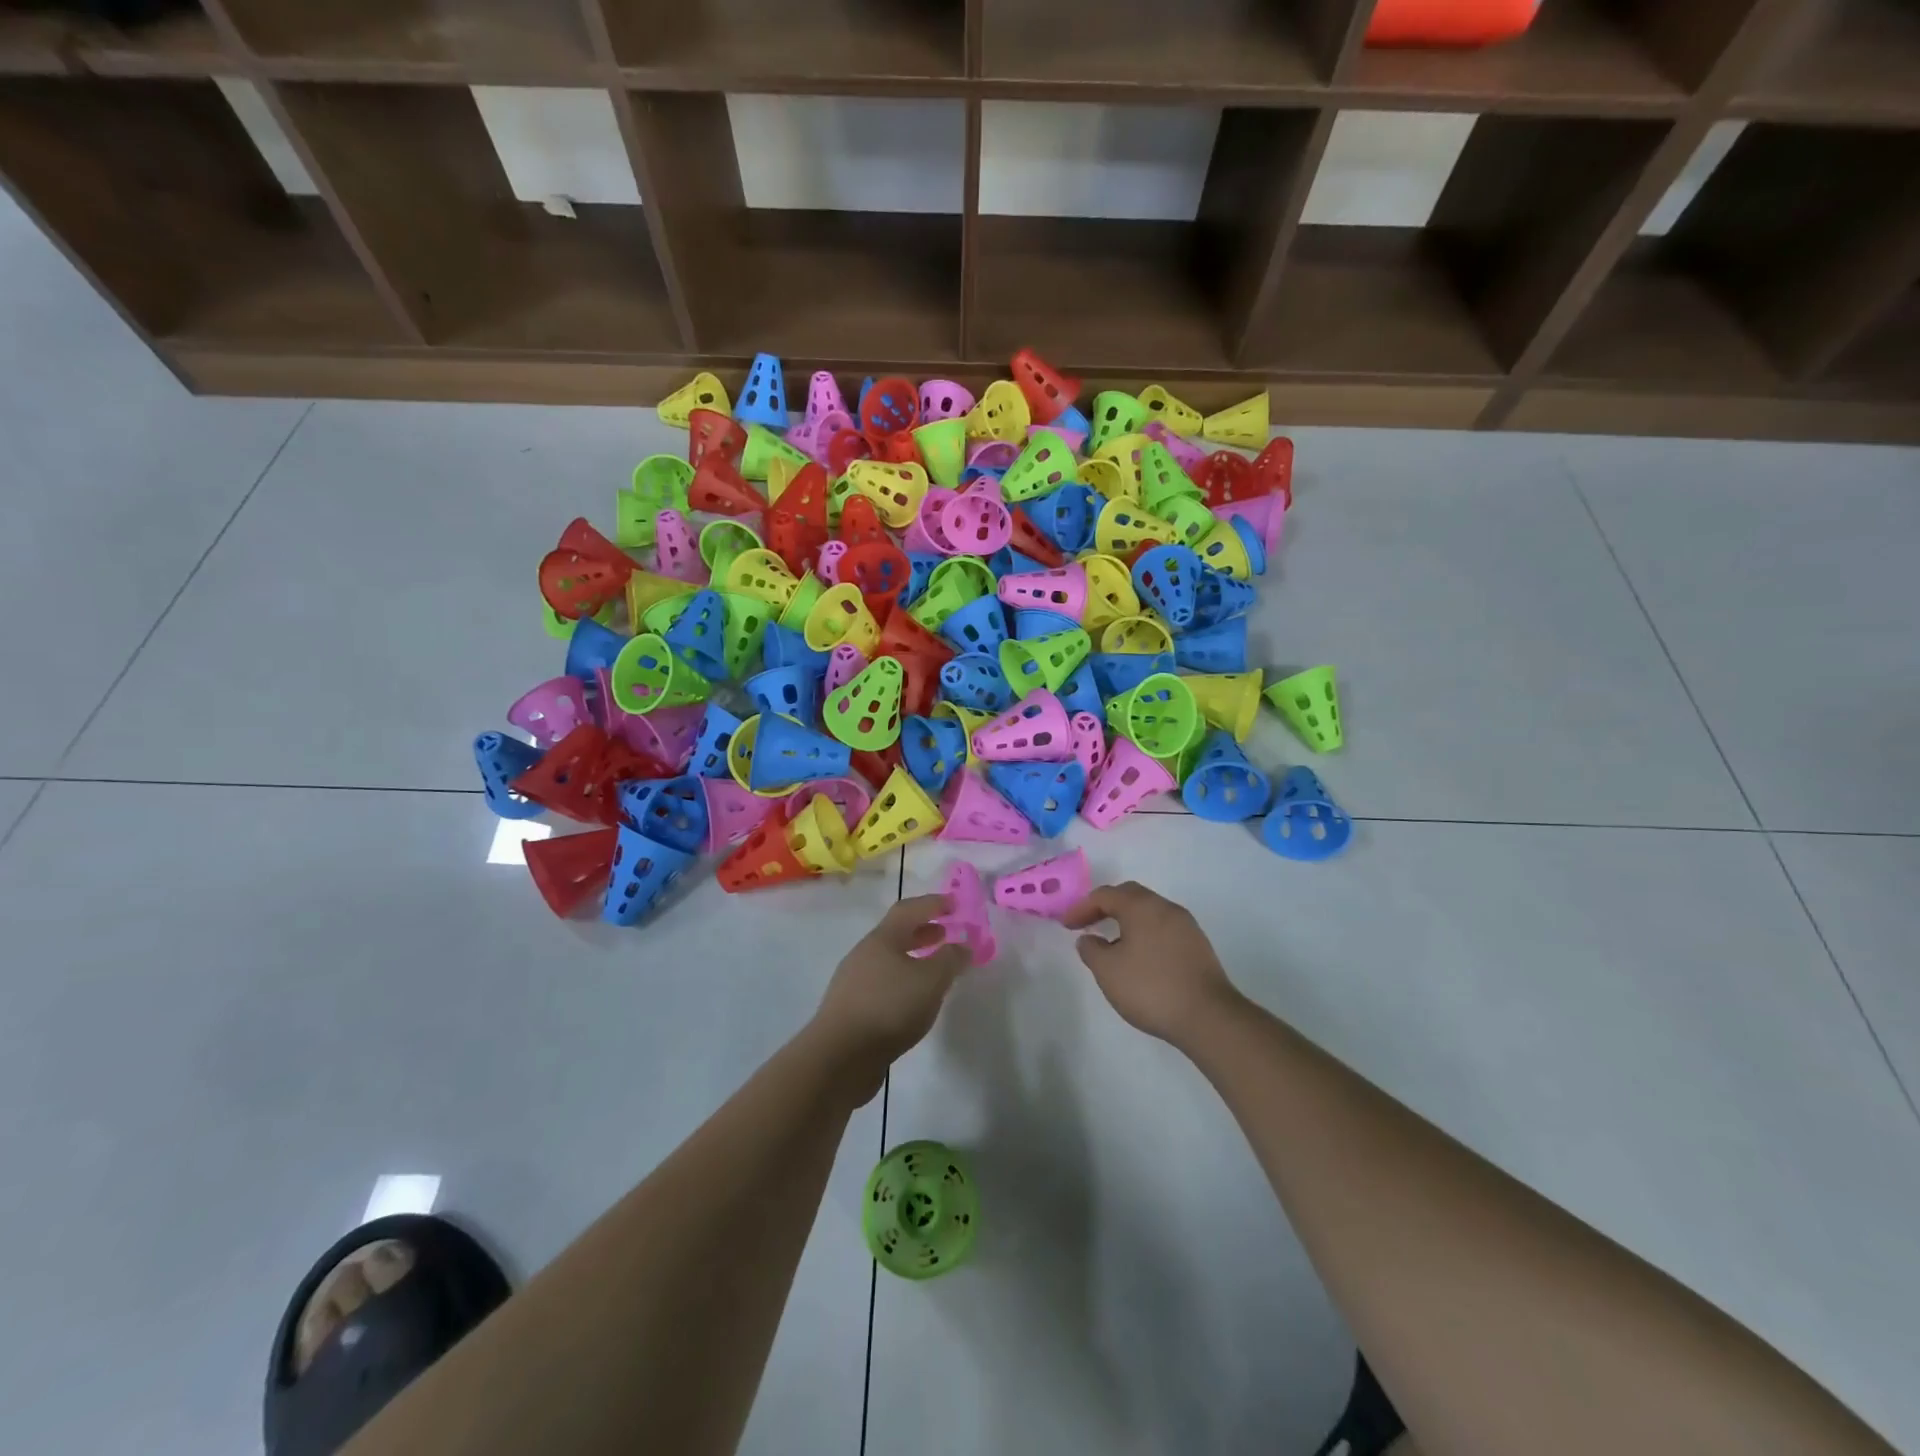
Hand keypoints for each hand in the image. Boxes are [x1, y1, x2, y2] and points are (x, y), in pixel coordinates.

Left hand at [806, 895, 969, 1102]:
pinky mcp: (852, 1009)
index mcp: (882, 939)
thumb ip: (950, 960)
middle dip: (924, 931)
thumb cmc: (889, 1007)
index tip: (954, 904)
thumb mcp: (931, 980)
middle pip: (897, 934)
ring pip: (890, 961)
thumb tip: (963, 945)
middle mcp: (865, 954)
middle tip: (947, 933)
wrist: (839, 1057)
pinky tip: (915, 1000)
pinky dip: (904, 981)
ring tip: (935, 969)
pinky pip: (884, 984)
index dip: (933, 904)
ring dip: (914, 958)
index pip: (909, 910)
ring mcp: (854, 982)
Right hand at [1062, 882, 1239, 1047]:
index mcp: (1141, 906)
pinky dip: (1145, 934)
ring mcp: (1186, 926)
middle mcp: (1165, 907)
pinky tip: (1139, 957)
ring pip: (1149, 912)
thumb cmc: (1150, 987)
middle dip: (1106, 907)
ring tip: (1112, 943)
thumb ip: (1091, 950)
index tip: (1067, 926)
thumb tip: (1088, 939)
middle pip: (1130, 896)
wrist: (1208, 1016)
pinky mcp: (1198, 946)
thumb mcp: (1108, 971)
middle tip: (1088, 923)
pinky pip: (1163, 928)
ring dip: (1127, 921)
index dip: (1082, 907)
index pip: (1105, 895)